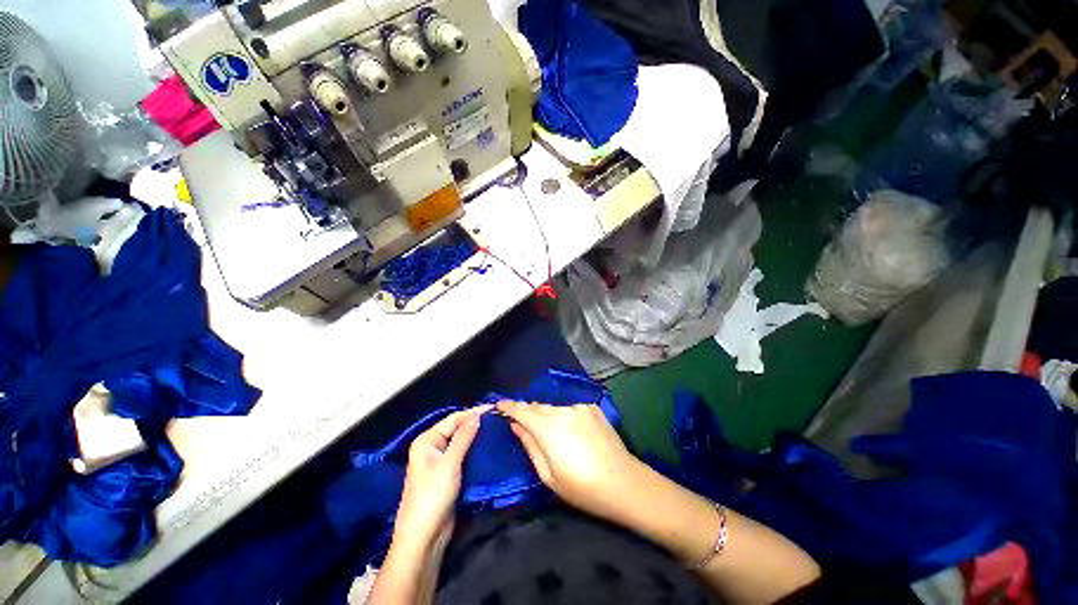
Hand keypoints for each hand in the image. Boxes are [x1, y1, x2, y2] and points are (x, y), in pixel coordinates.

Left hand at [392, 406, 488, 550]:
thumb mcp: (449, 463)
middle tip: (499, 419)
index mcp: (427, 440)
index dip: (473, 413)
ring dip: (478, 437)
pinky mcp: (450, 474)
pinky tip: (490, 447)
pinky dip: (476, 450)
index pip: (453, 419)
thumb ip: (464, 437)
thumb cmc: (432, 496)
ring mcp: (441, 461)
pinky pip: (465, 455)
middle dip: (476, 424)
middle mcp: (433, 447)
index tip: (494, 408)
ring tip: (498, 430)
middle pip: (458, 429)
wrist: (424, 537)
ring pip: (463, 442)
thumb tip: (477, 414)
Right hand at [497, 401, 642, 522]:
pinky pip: (571, 409)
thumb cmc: (581, 486)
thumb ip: (529, 445)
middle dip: (529, 413)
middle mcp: (562, 410)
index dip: (509, 406)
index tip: (499, 404)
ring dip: (549, 415)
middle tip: (524, 424)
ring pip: (555, 407)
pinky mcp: (593, 408)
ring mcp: (580, 407)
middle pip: (538, 407)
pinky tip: (573, 431)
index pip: (522, 410)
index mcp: (548, 426)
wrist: (623, 482)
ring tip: (552, 433)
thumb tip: (516, 426)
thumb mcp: (548, 474)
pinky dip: (566, 416)